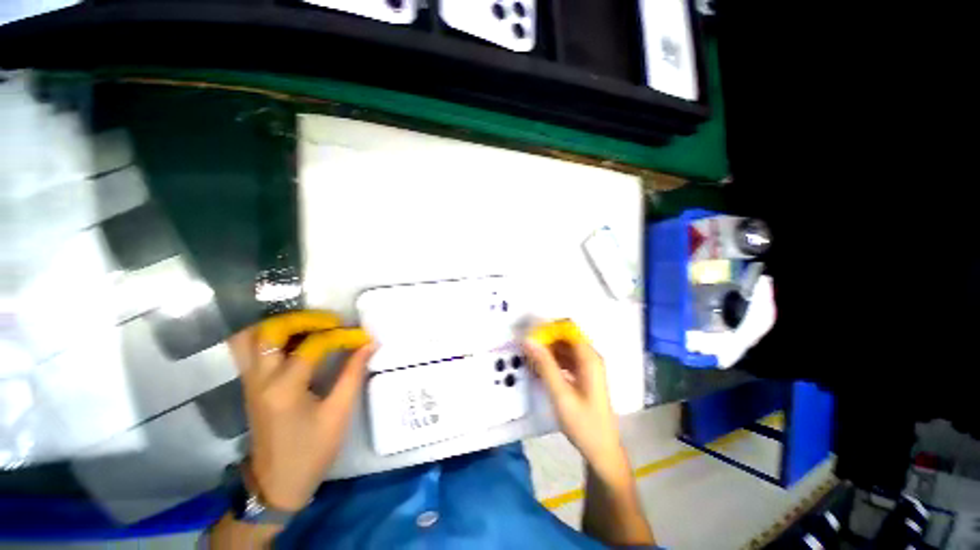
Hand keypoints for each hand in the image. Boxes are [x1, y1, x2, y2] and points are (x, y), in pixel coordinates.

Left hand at [228, 312, 373, 510]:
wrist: (277, 484)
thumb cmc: (312, 451)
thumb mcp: (339, 413)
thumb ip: (353, 373)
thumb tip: (368, 344)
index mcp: (285, 388)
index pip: (313, 345)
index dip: (341, 336)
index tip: (361, 337)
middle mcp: (261, 379)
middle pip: (270, 331)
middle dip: (303, 319)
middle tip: (330, 322)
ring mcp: (250, 382)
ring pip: (250, 338)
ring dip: (279, 325)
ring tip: (309, 326)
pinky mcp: (250, 386)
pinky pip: (250, 350)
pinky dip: (269, 337)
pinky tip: (294, 341)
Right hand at [524, 327, 627, 480]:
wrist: (601, 451)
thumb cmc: (583, 423)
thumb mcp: (560, 393)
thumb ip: (544, 364)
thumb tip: (528, 340)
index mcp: (589, 358)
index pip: (568, 329)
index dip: (549, 327)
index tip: (530, 334)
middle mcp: (590, 358)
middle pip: (565, 337)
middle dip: (545, 339)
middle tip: (525, 347)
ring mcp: (588, 367)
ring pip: (564, 349)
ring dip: (547, 350)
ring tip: (529, 357)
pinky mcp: (583, 376)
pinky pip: (566, 360)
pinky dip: (552, 361)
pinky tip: (538, 369)